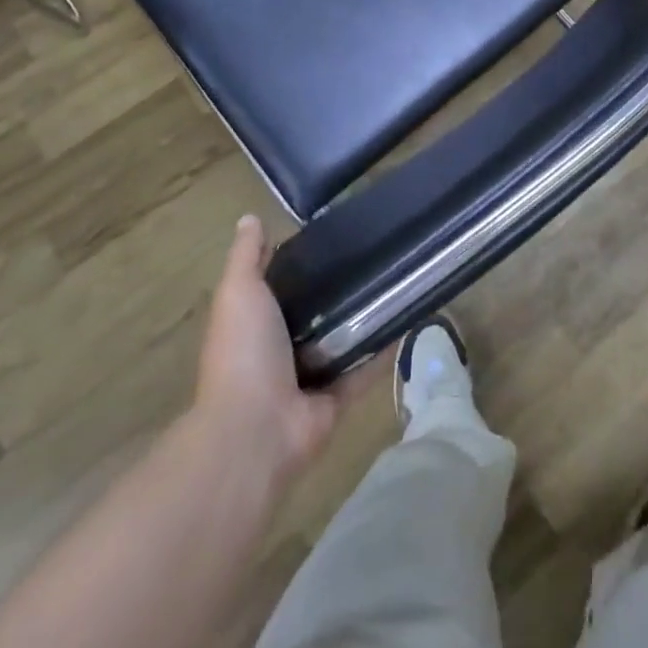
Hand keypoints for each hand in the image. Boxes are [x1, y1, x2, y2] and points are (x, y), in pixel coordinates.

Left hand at [193, 215, 375, 484]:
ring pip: (341, 342)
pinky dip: (382, 353)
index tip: (335, 235)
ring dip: (364, 320)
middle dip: (339, 290)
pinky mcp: (334, 401)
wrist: (254, 430)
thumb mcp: (239, 292)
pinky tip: (407, 322)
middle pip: (314, 314)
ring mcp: (307, 379)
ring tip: (397, 281)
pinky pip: (363, 372)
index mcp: (254, 325)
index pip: (281, 287)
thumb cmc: (243, 352)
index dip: (302, 263)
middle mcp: (279, 351)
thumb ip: (247, 257)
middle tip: (375, 254)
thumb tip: (249, 218)